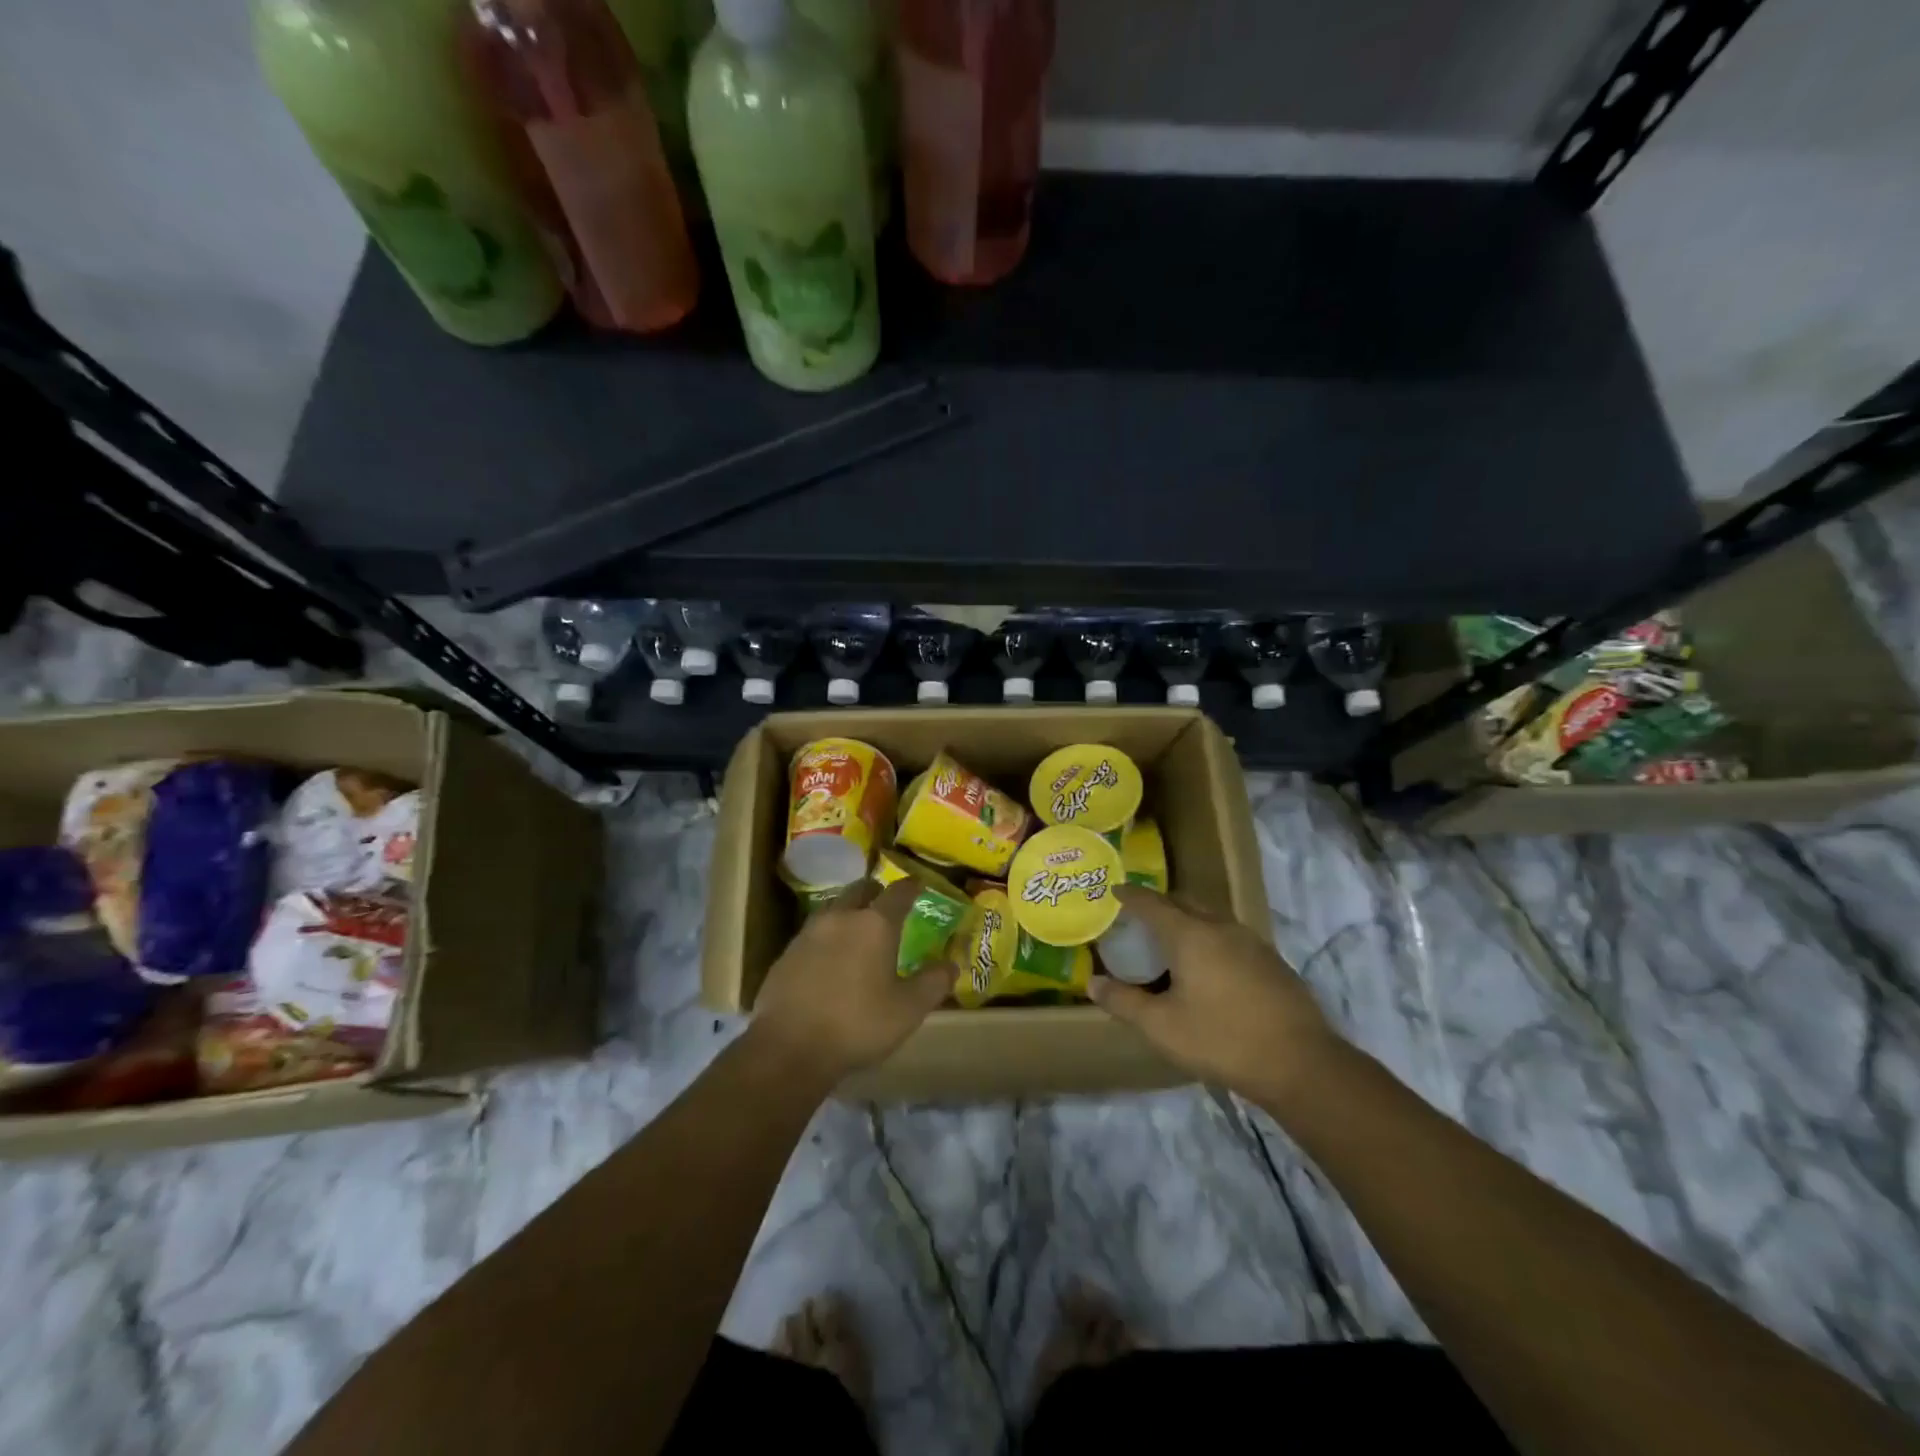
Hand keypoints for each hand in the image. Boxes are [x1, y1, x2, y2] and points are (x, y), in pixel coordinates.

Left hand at [749, 879, 952, 1087]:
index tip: (919, 884)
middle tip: (887, 905)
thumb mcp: (908, 1010)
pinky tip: (830, 959)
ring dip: (849, 912)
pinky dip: (827, 938)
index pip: (898, 892)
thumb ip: (933, 983)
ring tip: (858, 931)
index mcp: (875, 924)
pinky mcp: (786, 953)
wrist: (789, 1048)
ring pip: (834, 909)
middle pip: (860, 890)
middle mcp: (841, 917)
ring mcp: (809, 933)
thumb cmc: (857, 1024)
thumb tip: (951, 964)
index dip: (911, 886)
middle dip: (876, 893)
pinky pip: (813, 934)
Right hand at [1089, 886, 1344, 1104]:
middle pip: (1183, 902)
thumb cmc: (1222, 1040)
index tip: (1114, 890)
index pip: (1152, 902)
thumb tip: (1092, 983)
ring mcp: (1250, 941)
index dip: (1130, 895)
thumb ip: (1124, 1002)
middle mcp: (1220, 927)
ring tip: (1170, 943)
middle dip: (1159, 904)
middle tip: (1138, 919)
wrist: (1301, 1063)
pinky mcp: (1271, 960)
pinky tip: (1208, 967)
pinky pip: (1228, 935)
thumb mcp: (1162, 1027)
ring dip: (1186, 920)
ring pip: (1209, 917)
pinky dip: (1209, 938)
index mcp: (1190, 934)